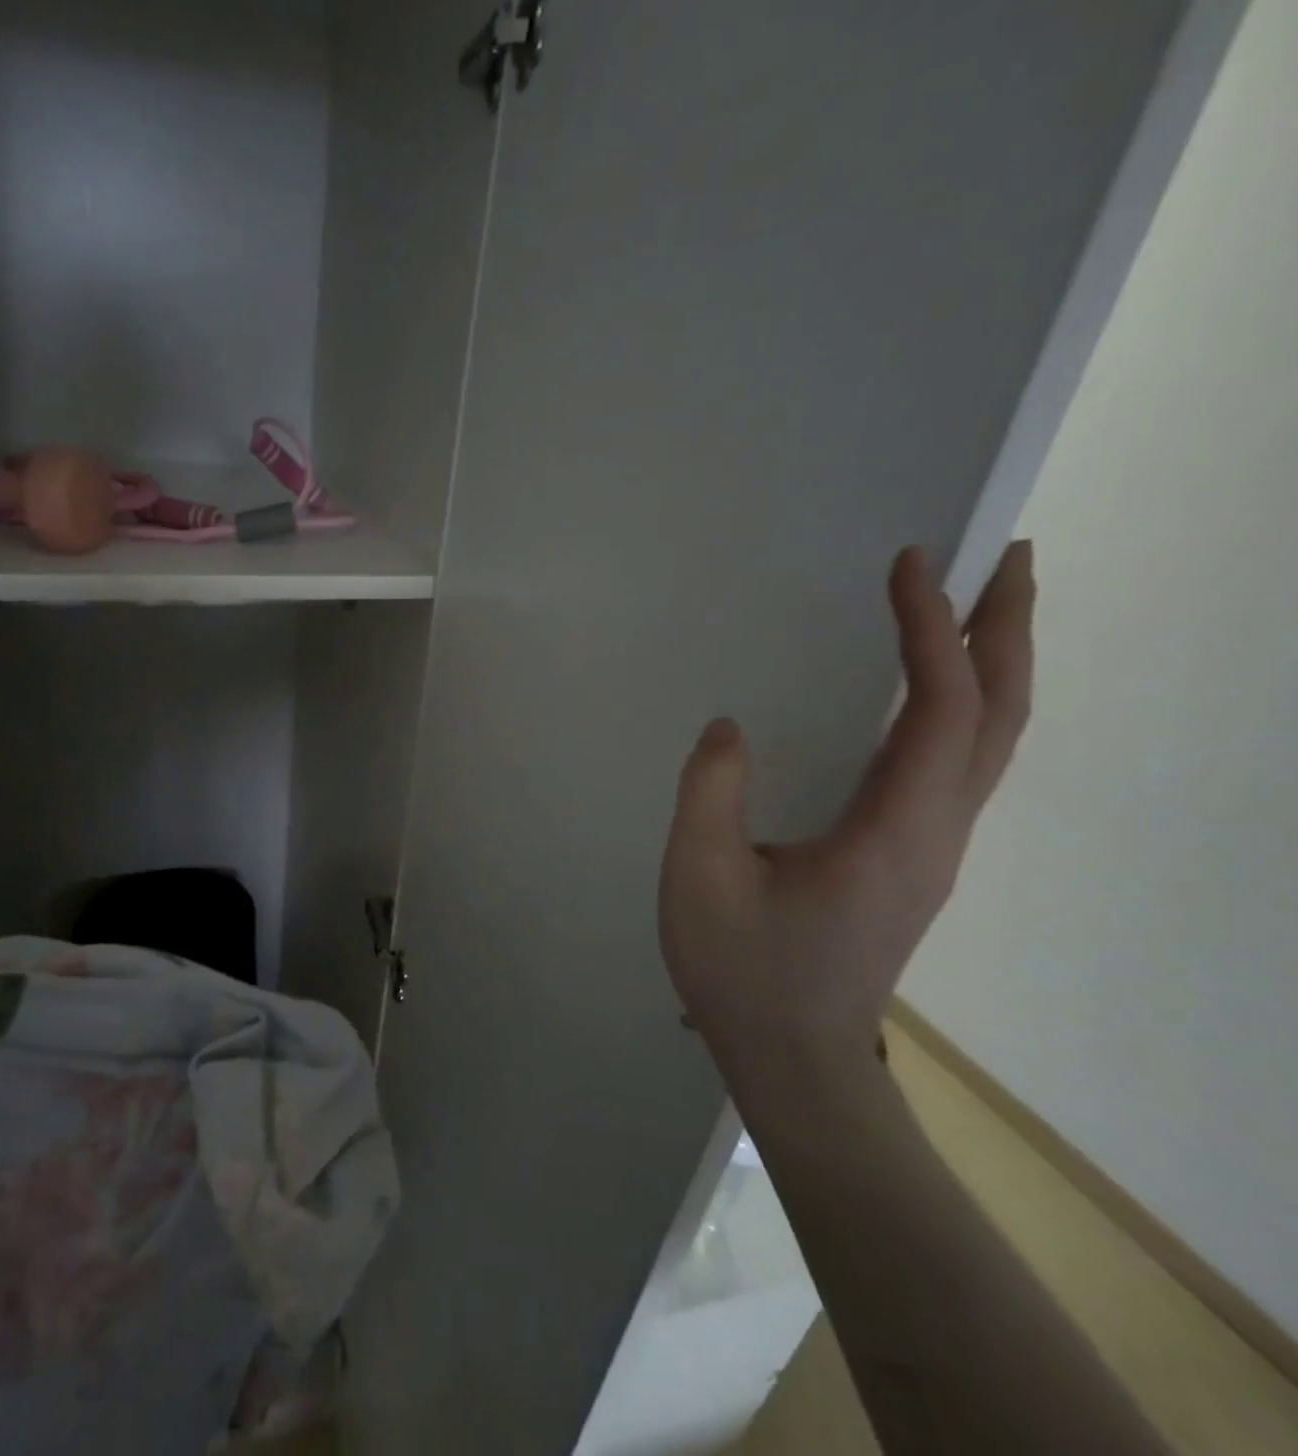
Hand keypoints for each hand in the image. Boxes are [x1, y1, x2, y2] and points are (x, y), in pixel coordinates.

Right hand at [658, 542, 1034, 1097]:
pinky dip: (960, 708)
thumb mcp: (700, 877)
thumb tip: (728, 727)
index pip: (938, 710)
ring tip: (972, 606)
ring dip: (991, 665)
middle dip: (1008, 631)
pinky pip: (958, 767)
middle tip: (1001, 557)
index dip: (930, 633)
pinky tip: (928, 694)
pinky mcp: (913, 861)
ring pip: (989, 742)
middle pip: (1001, 718)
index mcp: (892, 833)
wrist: (794, 1060)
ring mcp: (933, 850)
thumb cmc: (742, 971)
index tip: (909, 567)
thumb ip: (710, 794)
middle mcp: (936, 834)